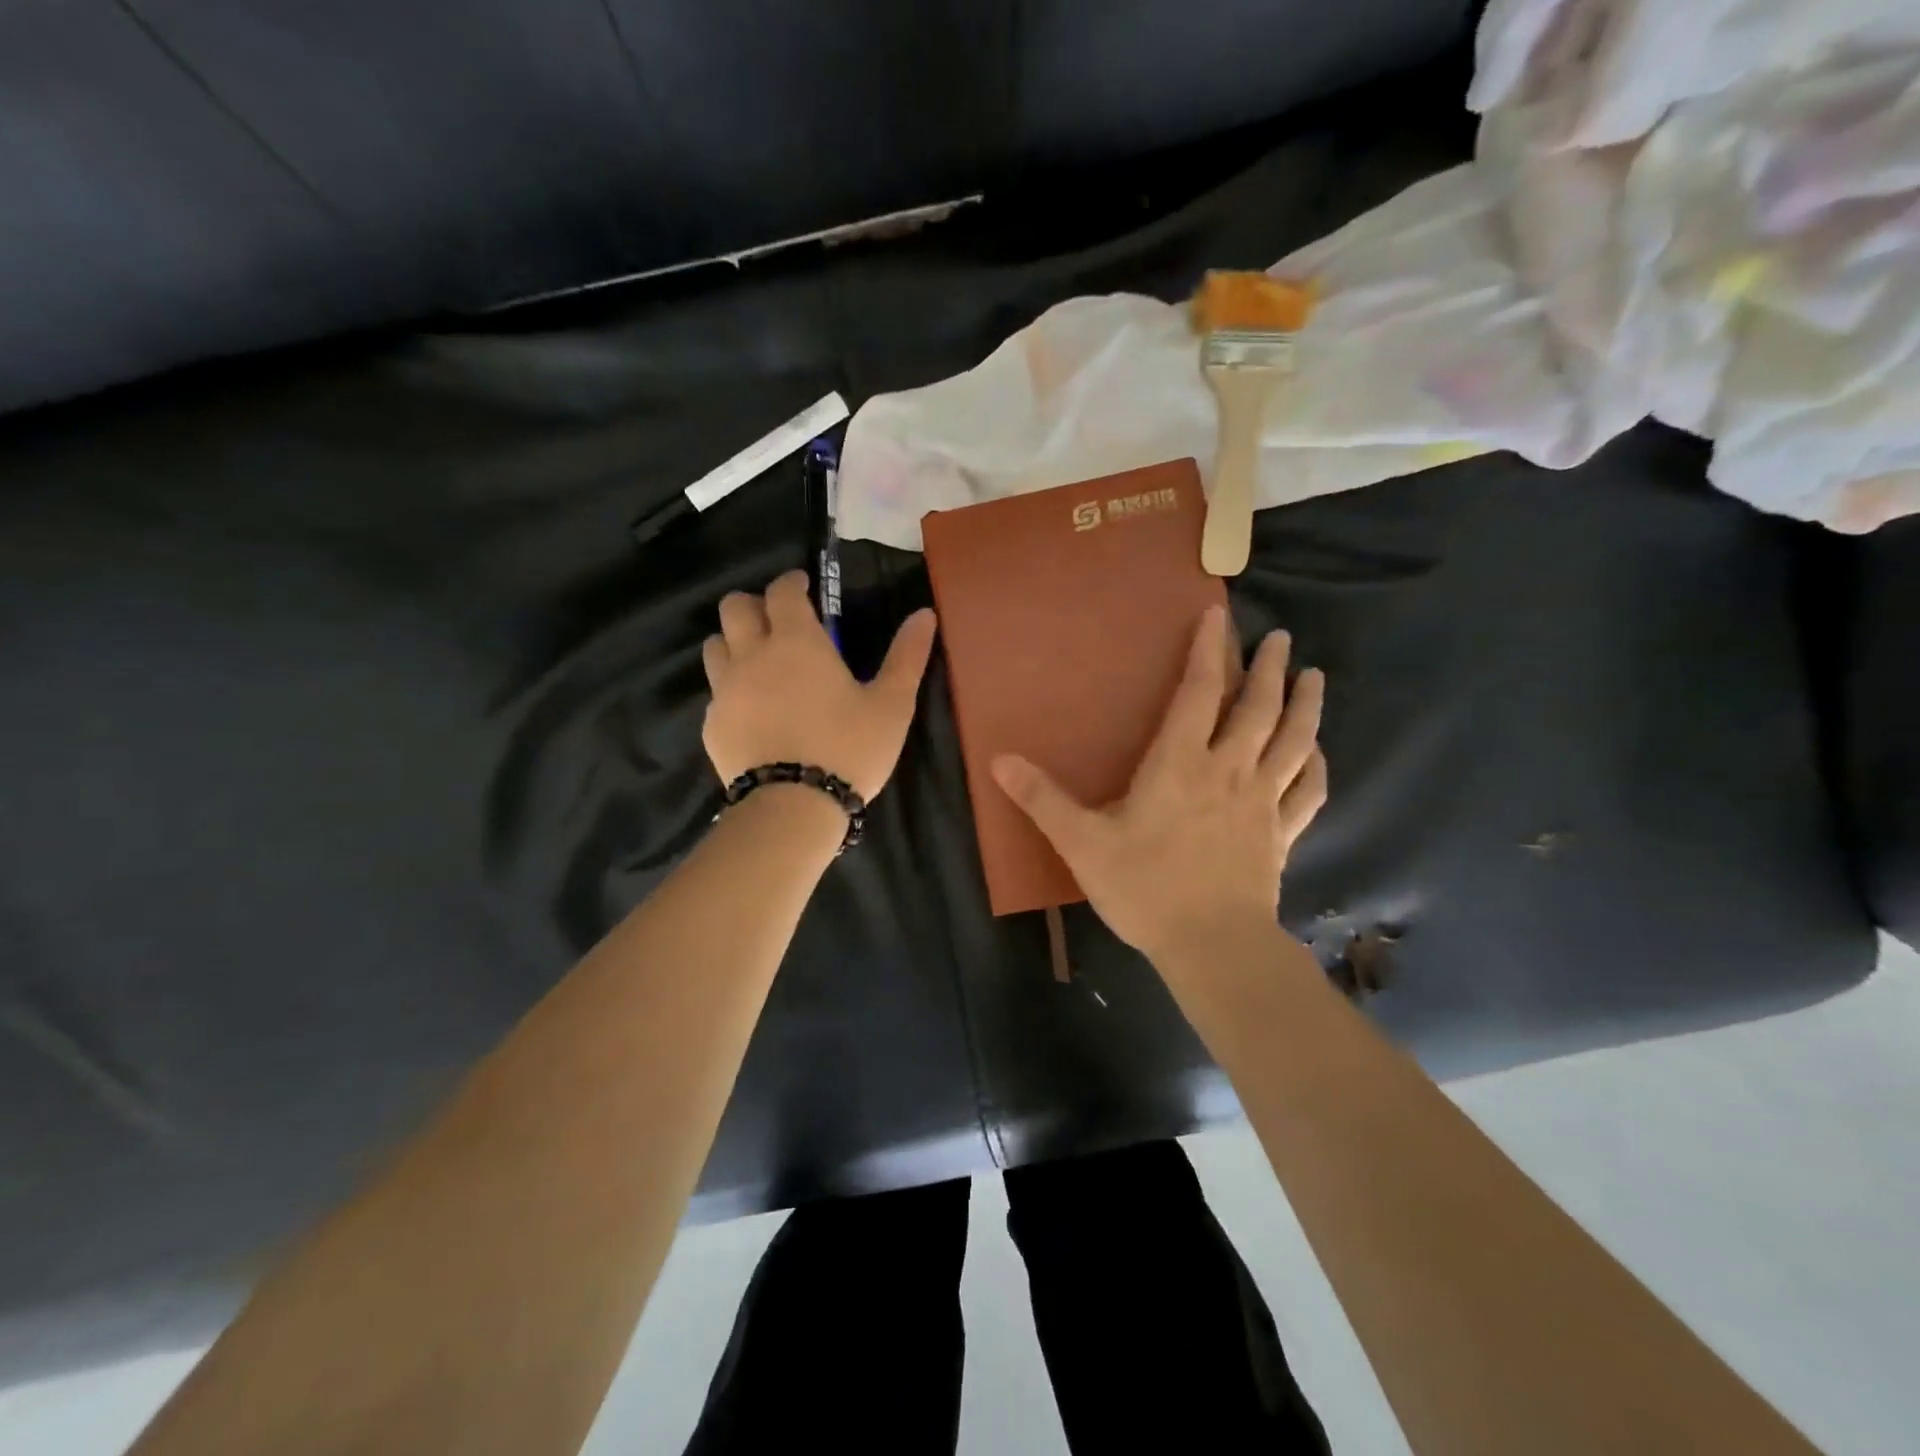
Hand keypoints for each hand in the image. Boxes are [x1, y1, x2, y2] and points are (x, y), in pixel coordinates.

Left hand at [702, 570, 936, 801]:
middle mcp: (752, 656)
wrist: (793, 808)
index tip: (805, 587)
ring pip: (715, 645)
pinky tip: (753, 710)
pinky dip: (731, 688)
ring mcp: (726, 690)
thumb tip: (924, 614)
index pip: (781, 590)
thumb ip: (907, 656)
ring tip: (760, 661)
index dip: (792, 582)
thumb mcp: (891, 705)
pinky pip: (716, 691)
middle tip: (779, 621)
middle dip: (756, 604)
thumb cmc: (848, 750)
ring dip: (735, 641)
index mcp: (796, 642)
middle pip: (735, 607)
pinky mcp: (713, 724)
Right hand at [991, 604, 1325, 966]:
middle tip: (1278, 637)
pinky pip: (1308, 792)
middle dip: (1267, 667)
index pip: (1199, 692)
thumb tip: (998, 760)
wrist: (1213, 947)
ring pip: (1293, 741)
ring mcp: (1262, 803)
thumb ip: (1042, 799)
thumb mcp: (1081, 843)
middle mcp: (1228, 771)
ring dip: (1306, 705)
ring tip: (1314, 676)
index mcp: (1180, 764)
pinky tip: (1318, 752)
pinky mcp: (1281, 835)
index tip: (1216, 614)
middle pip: (1257, 707)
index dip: (1207, 650)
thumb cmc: (1144, 888)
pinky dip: (1316, 766)